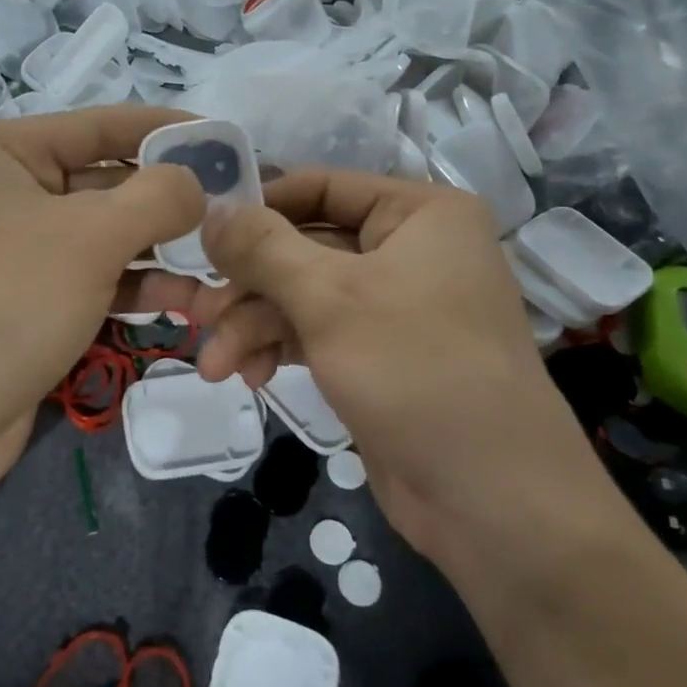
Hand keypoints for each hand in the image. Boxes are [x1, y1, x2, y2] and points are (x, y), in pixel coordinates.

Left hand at [0, 105, 205, 479]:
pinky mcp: (23, 300)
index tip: (225, 139)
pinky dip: (132, 285)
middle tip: (232, 209)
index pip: (99, 125)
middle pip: (103, 181)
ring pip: (101, 235)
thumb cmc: (10, 301)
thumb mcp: (92, 235)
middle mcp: (0, 191)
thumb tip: (197, 184)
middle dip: (167, 201)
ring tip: (218, 264)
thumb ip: (158, 196)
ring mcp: (10, 250)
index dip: (166, 130)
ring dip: (158, 250)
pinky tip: (184, 300)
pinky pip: (89, 277)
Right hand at [195, 171, 616, 569]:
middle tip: (195, 315)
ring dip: (253, 327)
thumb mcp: (330, 299)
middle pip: (303, 247)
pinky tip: (251, 378)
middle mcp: (409, 250)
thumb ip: (262, 248)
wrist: (491, 499)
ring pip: (302, 296)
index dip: (257, 209)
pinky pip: (315, 334)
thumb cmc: (416, 371)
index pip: (320, 187)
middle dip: (247, 286)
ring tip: (214, 366)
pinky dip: (279, 350)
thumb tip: (210, 209)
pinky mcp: (377, 355)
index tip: (198, 236)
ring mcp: (393, 306)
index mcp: (418, 214)